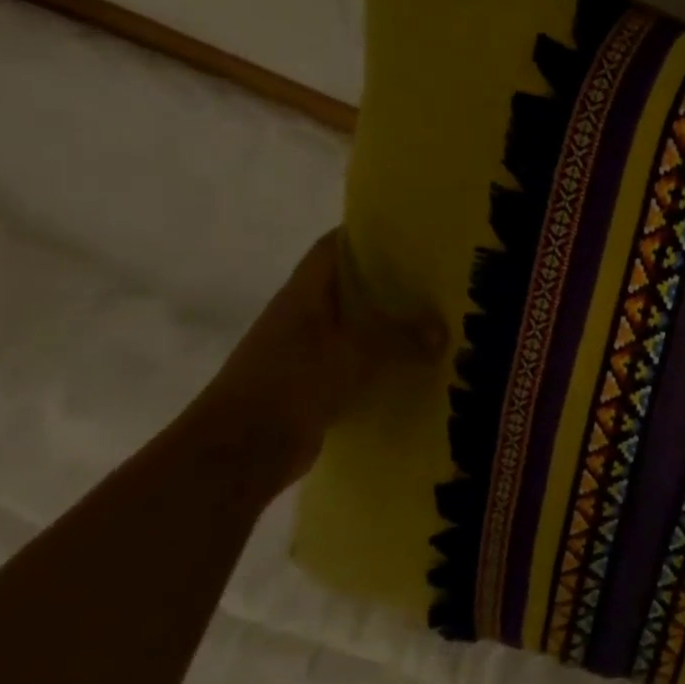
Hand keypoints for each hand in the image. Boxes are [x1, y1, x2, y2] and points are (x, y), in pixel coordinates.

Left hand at [182, 230, 444, 489]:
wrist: (240, 452)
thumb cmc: (290, 384)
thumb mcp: (353, 353)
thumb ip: (401, 338)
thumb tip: (444, 330)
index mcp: (303, 297)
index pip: (333, 250)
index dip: (366, 235)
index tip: (411, 231)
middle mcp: (302, 319)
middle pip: (350, 288)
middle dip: (392, 282)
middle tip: (440, 278)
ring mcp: (307, 354)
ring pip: (358, 328)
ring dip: (392, 326)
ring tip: (441, 321)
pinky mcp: (315, 387)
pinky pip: (359, 364)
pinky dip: (386, 363)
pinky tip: (420, 367)